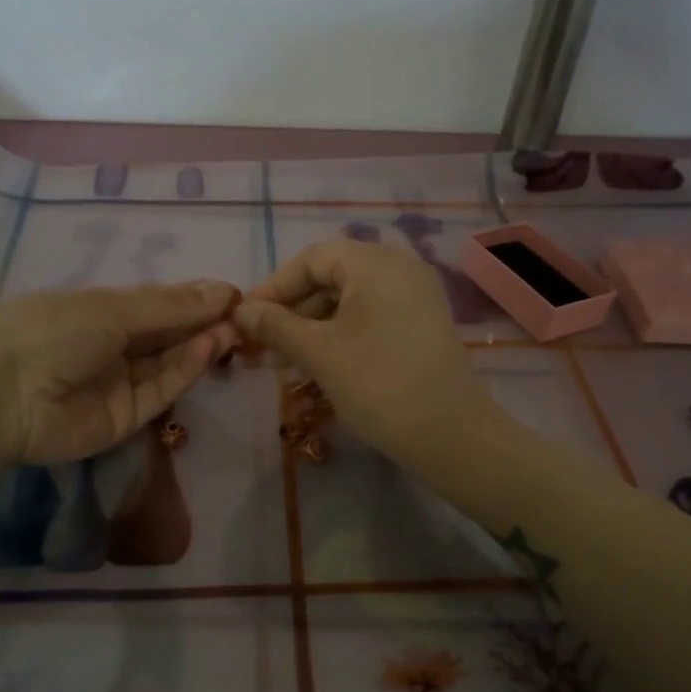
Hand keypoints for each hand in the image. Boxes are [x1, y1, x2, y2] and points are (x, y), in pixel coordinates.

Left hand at [0, 281, 239, 465]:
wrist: (5, 394)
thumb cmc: (52, 331)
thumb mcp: (113, 309)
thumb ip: (170, 306)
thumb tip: (222, 290)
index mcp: (98, 312)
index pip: (154, 304)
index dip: (191, 299)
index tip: (230, 294)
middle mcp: (110, 347)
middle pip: (165, 335)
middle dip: (201, 323)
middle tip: (241, 314)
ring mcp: (117, 384)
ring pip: (167, 364)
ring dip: (199, 345)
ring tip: (232, 329)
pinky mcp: (125, 418)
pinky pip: (160, 390)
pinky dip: (185, 370)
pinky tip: (208, 347)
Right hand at [235, 239, 503, 470]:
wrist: (449, 433)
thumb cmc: (377, 384)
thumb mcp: (319, 353)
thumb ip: (276, 326)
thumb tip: (241, 311)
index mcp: (375, 263)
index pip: (312, 258)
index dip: (275, 287)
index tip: (247, 319)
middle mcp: (401, 267)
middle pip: (334, 275)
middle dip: (295, 309)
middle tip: (266, 344)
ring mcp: (417, 295)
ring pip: (352, 299)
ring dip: (316, 325)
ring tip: (290, 360)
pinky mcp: (424, 323)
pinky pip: (374, 315)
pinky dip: (344, 332)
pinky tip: (324, 362)